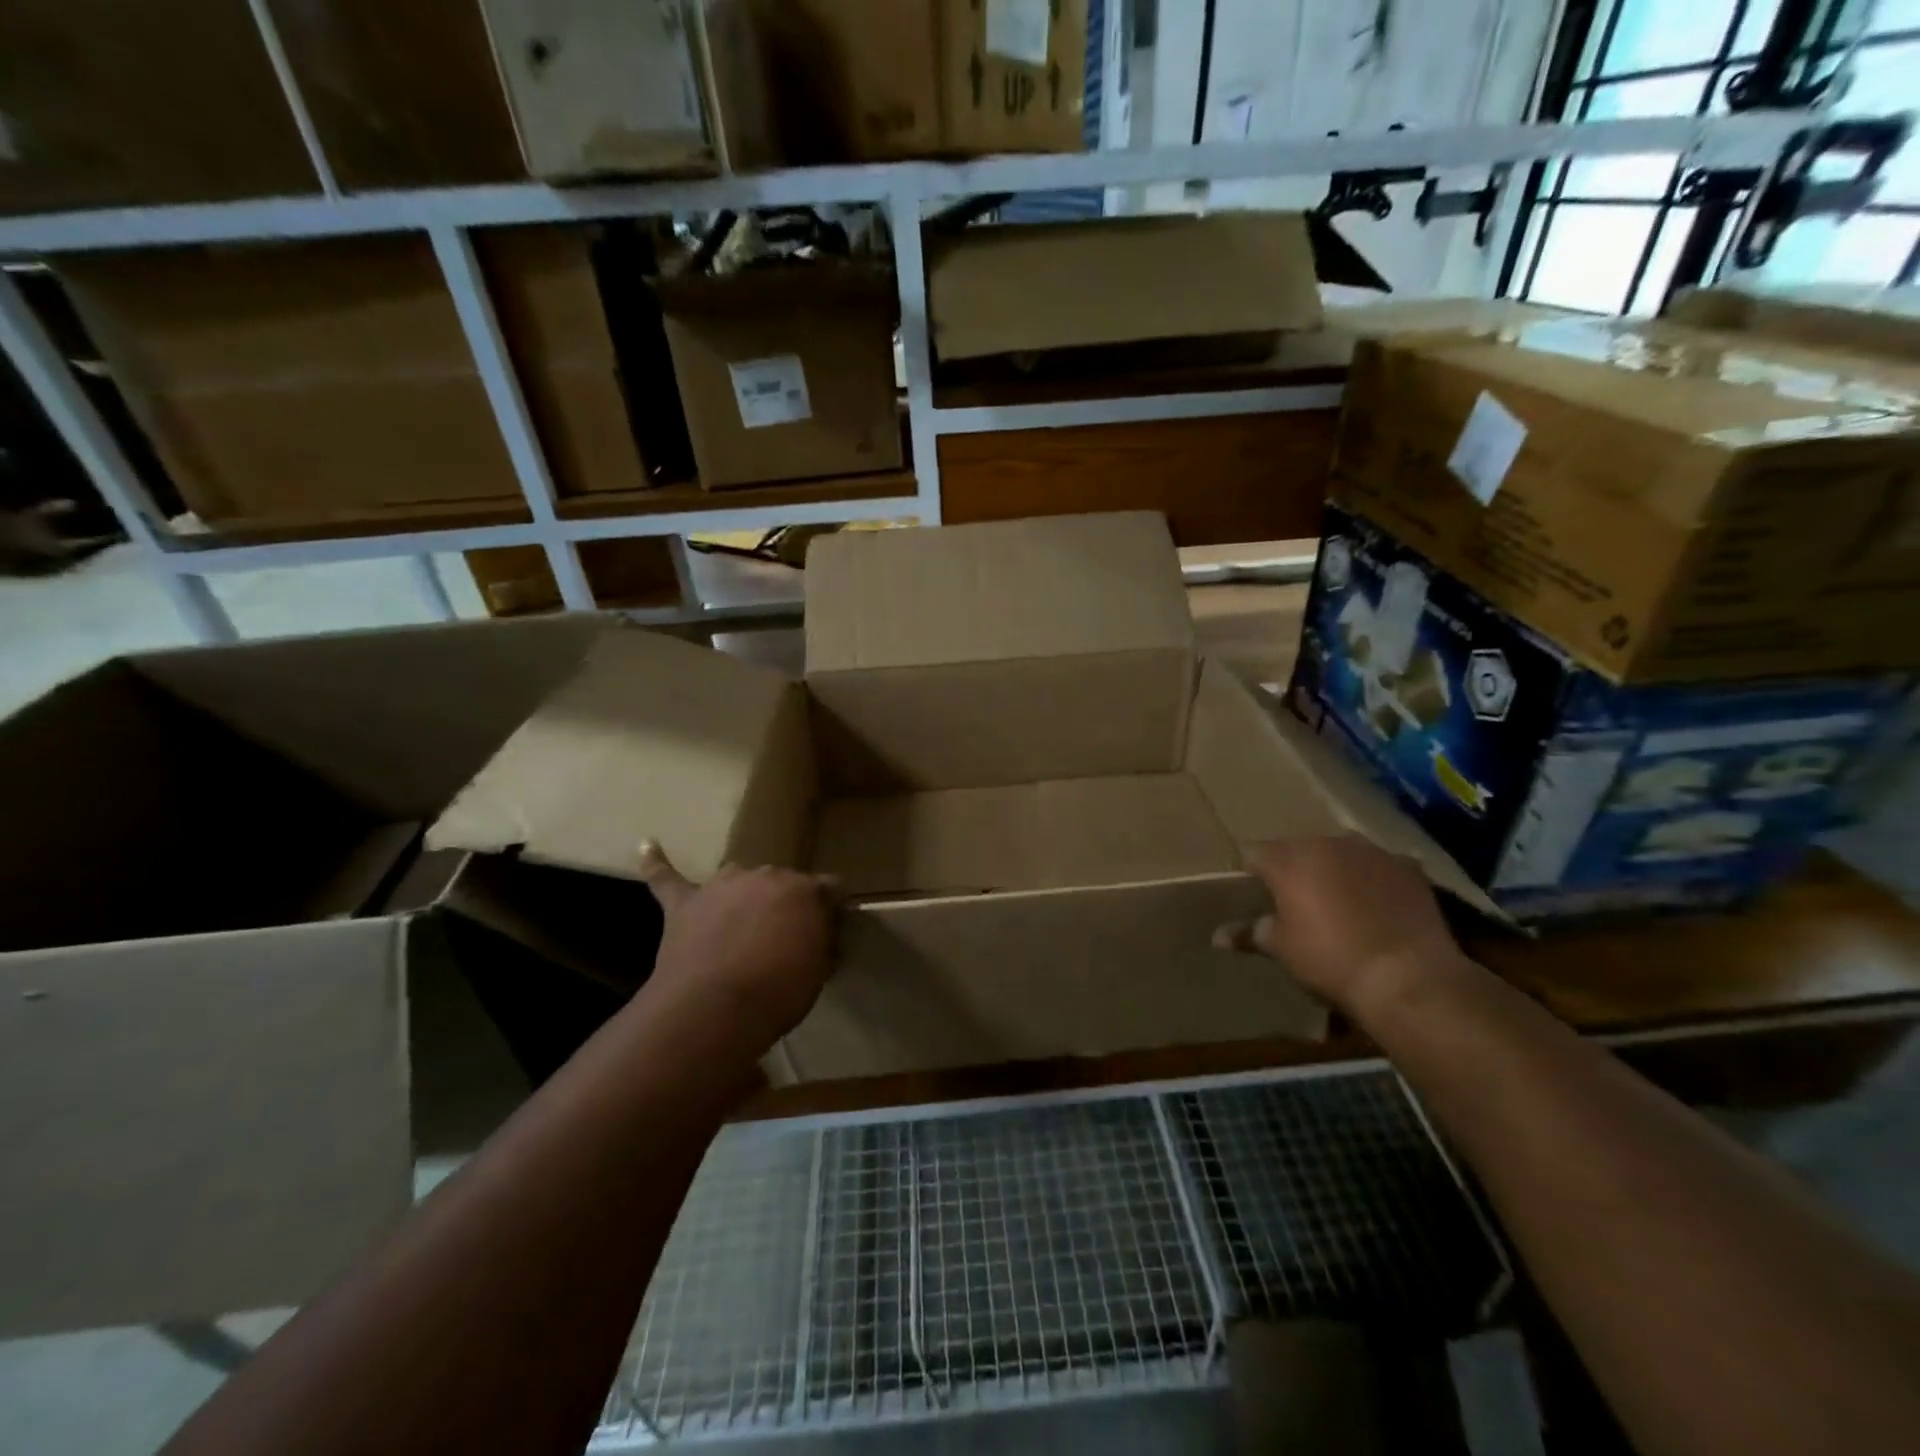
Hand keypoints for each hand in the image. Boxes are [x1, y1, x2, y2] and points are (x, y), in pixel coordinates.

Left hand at [635, 842, 837, 1051]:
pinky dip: (657, 863)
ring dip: (742, 895)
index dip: (829, 910)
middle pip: (782, 882)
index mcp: (805, 890)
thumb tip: (821, 934)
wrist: (715, 1008)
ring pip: (738, 878)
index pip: (829, 888)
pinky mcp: (684, 903)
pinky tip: (647, 846)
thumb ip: (821, 942)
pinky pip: (667, 877)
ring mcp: (722, 885)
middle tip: (782, 938)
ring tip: (740, 923)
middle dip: (784, 904)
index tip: (828, 931)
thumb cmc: (779, 992)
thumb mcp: (819, 970)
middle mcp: (766, 875)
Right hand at [1221, 835, 1471, 1023]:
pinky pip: (1379, 866)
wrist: (1407, 977)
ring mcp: (1371, 851)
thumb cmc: (1330, 960)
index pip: (1254, 853)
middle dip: (1293, 869)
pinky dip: (1373, 879)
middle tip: (1294, 901)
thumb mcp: (1282, 949)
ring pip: (1340, 852)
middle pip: (1298, 848)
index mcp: (1288, 860)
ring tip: (1339, 901)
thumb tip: (1218, 936)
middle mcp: (1326, 843)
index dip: (1250, 874)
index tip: (1252, 896)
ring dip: (1334, 870)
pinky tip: (1377, 905)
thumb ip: (1249, 933)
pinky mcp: (1407, 866)